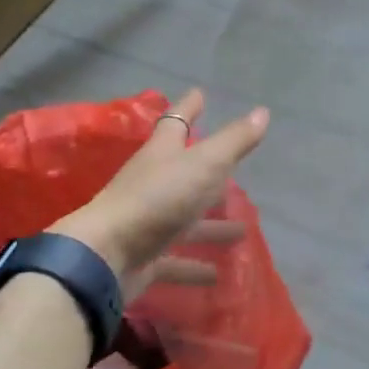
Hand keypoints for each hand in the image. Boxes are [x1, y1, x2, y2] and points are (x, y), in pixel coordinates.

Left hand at [55, 90, 269, 303]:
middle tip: (235, 171)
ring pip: (185, 220)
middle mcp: (153, 183)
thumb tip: (262, 112)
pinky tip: (217, 275)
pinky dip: (195, 266)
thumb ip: (234, 141)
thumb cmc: (157, 199)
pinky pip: (176, 260)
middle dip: (210, 172)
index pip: (177, 121)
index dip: (190, 107)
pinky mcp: (145, 257)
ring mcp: (147, 222)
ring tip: (242, 230)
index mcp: (163, 153)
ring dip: (211, 225)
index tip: (200, 93)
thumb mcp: (204, 164)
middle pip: (184, 173)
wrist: (106, 256)